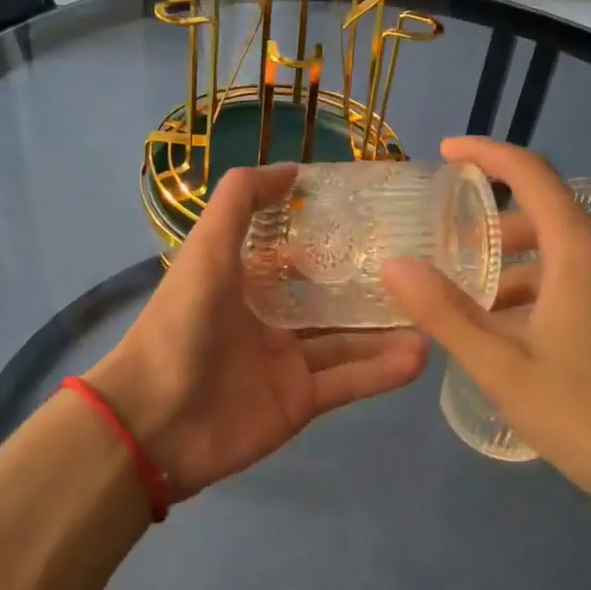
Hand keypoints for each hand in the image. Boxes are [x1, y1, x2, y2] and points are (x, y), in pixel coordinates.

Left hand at [85, 164, 428, 500]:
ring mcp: (287, 362)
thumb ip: (240, 200)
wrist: (154, 420)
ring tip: (435, 313)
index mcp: (245, 280)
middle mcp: (270, 318)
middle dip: (372, 283)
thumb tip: (292, 169)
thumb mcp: (207, 248)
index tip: (381, 217)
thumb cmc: (181, 322)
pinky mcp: (300, 402)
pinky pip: (348, 382)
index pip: (297, 251)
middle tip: (424, 266)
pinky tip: (420, 356)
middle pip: (330, 297)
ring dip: (388, 329)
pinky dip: (381, 371)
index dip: (332, 233)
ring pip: (348, 340)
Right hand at [382, 138, 590, 532]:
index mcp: (583, 251)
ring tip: (480, 312)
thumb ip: (444, 312)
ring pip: (567, 254)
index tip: (447, 151)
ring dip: (520, 270)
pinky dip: (549, 289)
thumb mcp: (504, 368)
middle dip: (493, 233)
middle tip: (450, 260)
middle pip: (545, 218)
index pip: (530, 173)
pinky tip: (528, 339)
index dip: (486, 153)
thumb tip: (394, 264)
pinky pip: (590, 279)